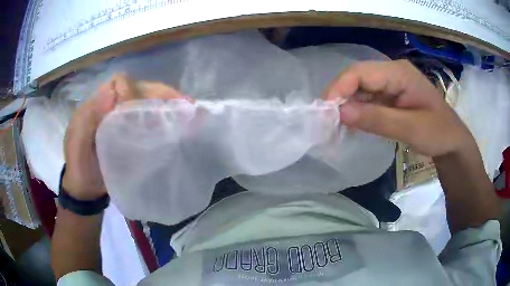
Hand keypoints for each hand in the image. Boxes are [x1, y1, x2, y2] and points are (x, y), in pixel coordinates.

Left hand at [62, 74, 187, 199]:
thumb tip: (110, 90)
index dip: (132, 91)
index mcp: (96, 104)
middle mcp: (111, 106)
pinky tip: (177, 123)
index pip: (118, 83)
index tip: (143, 109)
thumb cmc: (80, 169)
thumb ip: (88, 120)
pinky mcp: (130, 131)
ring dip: (166, 103)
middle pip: (138, 89)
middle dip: (161, 93)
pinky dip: (163, 117)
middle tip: (185, 103)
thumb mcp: (77, 147)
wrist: (85, 190)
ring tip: (188, 110)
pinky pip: (148, 118)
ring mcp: (121, 118)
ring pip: (146, 102)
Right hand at [323, 60, 474, 157]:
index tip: (325, 111)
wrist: (452, 142)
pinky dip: (356, 113)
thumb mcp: (411, 128)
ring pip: (360, 90)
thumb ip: (377, 119)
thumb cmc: (438, 133)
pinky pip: (367, 101)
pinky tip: (349, 125)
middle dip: (339, 98)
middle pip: (357, 79)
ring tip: (333, 126)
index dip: (339, 88)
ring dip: (345, 107)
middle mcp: (392, 73)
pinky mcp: (390, 97)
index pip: (361, 72)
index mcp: (399, 72)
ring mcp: (390, 85)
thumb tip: (340, 113)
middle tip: (326, 122)